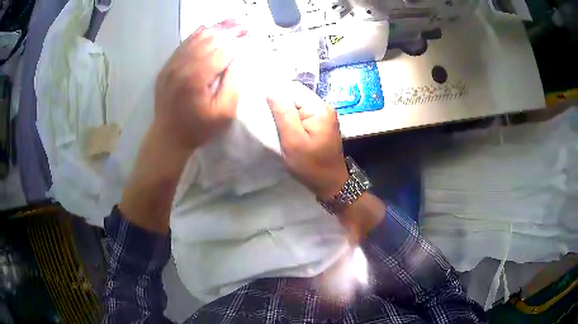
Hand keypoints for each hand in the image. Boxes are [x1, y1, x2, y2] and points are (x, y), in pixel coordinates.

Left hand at [153, 20, 247, 151]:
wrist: (168, 136)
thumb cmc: (198, 128)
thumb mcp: (223, 113)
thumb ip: (234, 84)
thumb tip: (240, 59)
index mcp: (197, 77)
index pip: (223, 50)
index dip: (238, 41)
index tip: (251, 33)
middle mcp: (182, 65)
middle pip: (210, 40)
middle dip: (229, 30)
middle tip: (245, 24)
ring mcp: (172, 64)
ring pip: (196, 38)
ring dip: (215, 28)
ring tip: (231, 21)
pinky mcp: (167, 66)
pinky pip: (183, 44)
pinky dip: (197, 34)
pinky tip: (208, 27)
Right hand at [267, 82, 348, 199]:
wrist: (330, 183)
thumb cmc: (311, 165)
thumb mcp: (293, 141)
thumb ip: (284, 114)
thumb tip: (272, 91)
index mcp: (319, 109)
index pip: (294, 89)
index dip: (276, 94)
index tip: (261, 105)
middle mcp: (324, 108)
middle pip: (297, 96)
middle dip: (280, 103)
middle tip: (265, 115)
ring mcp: (324, 116)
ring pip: (298, 105)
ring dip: (285, 111)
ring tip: (272, 121)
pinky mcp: (321, 124)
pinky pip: (303, 114)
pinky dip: (292, 118)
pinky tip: (283, 126)